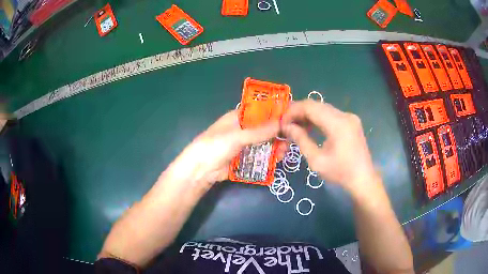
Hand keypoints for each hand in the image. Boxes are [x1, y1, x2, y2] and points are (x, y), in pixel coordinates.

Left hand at [169, 110, 283, 191]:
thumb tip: (280, 123)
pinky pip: (260, 155)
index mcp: (238, 117)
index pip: (260, 111)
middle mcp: (243, 129)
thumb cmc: (215, 146)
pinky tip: (276, 160)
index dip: (274, 113)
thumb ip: (258, 131)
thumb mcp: (237, 136)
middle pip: (264, 128)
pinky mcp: (244, 158)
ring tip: (283, 152)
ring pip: (264, 143)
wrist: (201, 170)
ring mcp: (244, 144)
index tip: (290, 117)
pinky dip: (268, 157)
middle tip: (290, 139)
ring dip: (274, 146)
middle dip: (277, 133)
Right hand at [281, 100, 376, 191]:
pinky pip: (331, 114)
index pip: (310, 107)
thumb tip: (287, 127)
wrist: (363, 179)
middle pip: (316, 105)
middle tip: (286, 124)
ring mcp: (350, 117)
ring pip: (323, 108)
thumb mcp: (316, 160)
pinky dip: (318, 118)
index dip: (293, 111)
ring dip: (308, 115)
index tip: (282, 122)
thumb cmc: (340, 173)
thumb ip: (301, 140)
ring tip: (296, 126)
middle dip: (299, 112)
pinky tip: (311, 128)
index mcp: (337, 124)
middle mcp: (345, 115)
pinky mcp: (351, 121)